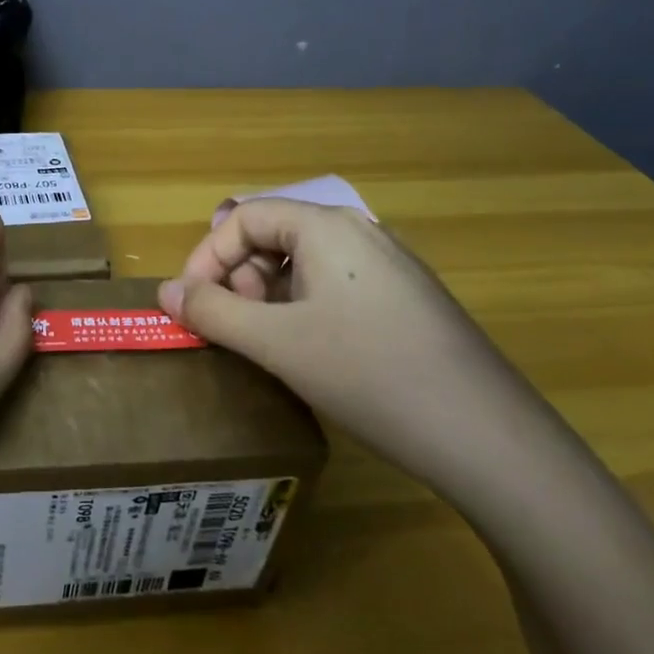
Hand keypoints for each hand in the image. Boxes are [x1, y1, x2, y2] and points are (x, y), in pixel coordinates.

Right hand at [159, 199, 547, 497]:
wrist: (487, 437)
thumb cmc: (368, 374)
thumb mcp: (277, 344)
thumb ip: (212, 314)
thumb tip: (165, 292)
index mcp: (326, 227)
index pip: (244, 217)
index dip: (206, 256)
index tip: (191, 304)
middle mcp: (359, 232)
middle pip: (274, 235)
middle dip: (238, 278)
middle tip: (234, 328)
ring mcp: (389, 265)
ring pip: (304, 264)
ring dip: (269, 296)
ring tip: (269, 344)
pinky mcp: (407, 299)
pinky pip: (335, 286)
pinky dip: (304, 309)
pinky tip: (314, 353)